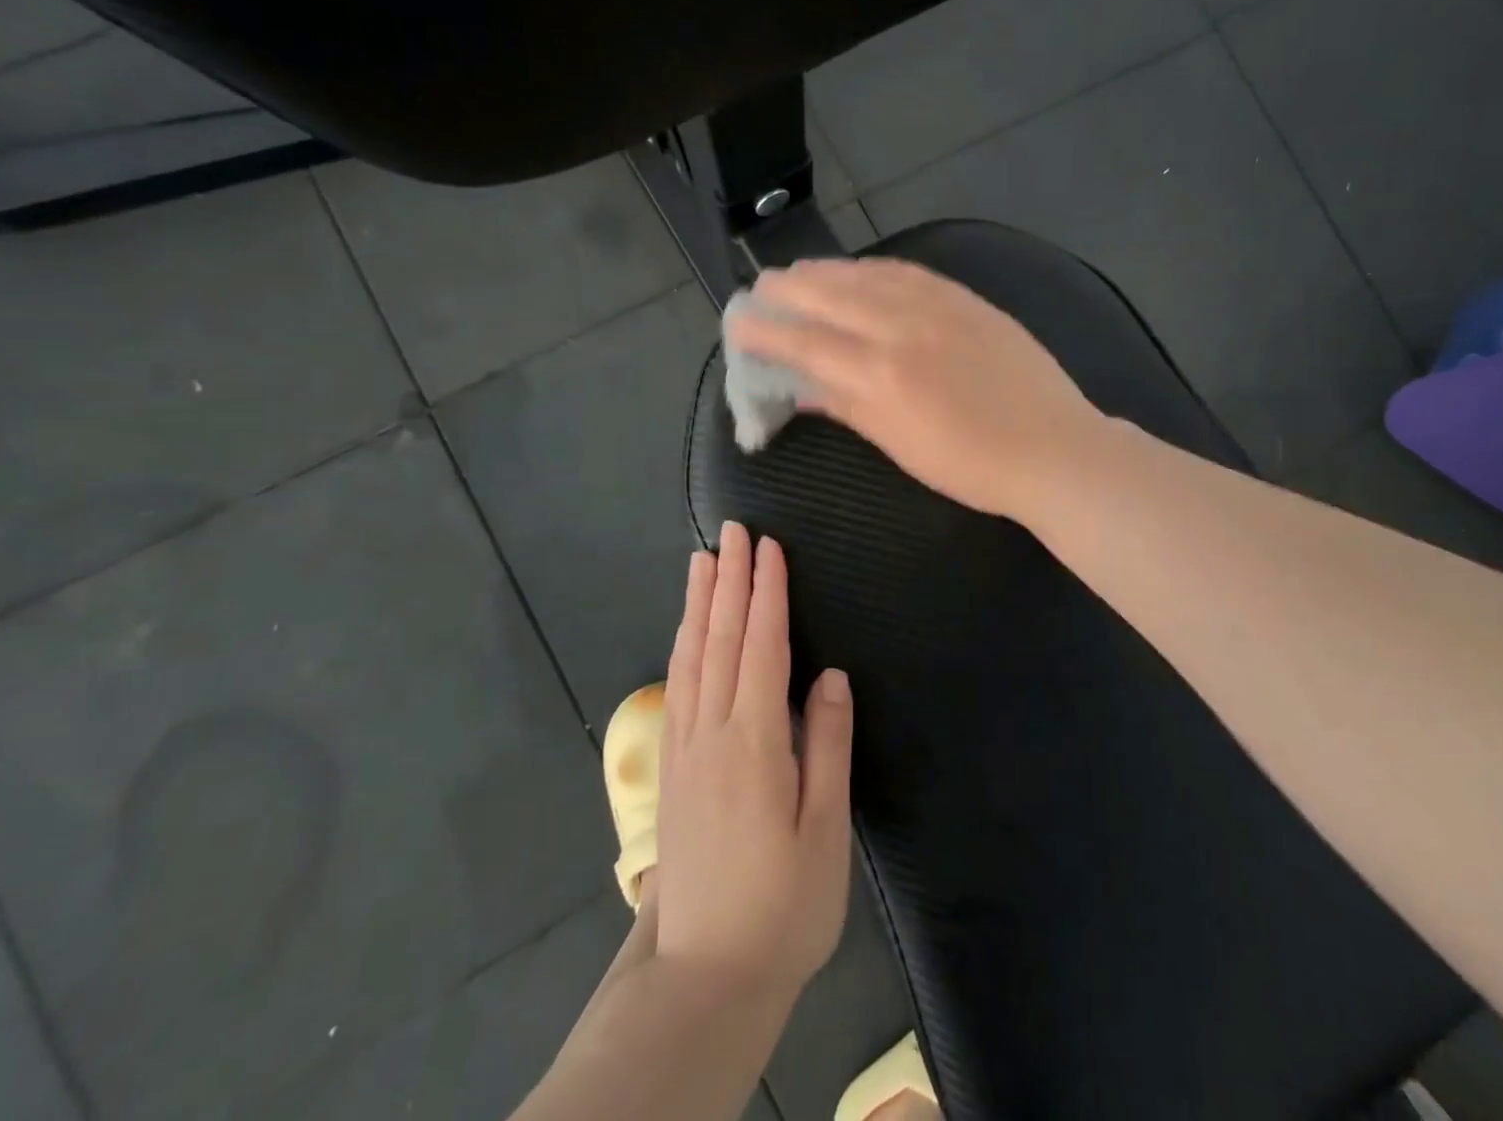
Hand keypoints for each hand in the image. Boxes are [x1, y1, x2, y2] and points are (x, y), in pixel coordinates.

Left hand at [656, 522, 852, 1000]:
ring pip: (691, 656)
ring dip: (700, 602)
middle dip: (730, 580)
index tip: (768, 548)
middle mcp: (712, 732)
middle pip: (722, 639)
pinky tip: (687, 627)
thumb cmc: (783, 905)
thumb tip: (832, 677)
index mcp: (755, 744)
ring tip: (702, 559)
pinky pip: (676, 685)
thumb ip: (827, 748)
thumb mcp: (824, 834)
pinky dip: (683, 643)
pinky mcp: (670, 766)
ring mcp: (684, 747)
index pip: (762, 648)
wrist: (705, 972)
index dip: (766, 593)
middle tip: (732, 531)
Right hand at [731, 258, 1102, 520]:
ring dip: (825, 271)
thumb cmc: (971, 466)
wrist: (1053, 448)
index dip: (767, 331)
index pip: (807, 342)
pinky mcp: (967, 299)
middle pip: (830, 297)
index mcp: (881, 373)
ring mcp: (938, 306)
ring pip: (867, 276)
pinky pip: (909, 271)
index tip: (739, 322)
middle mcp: (902, 327)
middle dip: (788, 289)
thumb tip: (801, 388)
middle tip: (760, 287)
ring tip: (798, 271)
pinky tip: (860, 269)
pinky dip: (874, 267)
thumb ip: (847, 407)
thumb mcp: (899, 445)